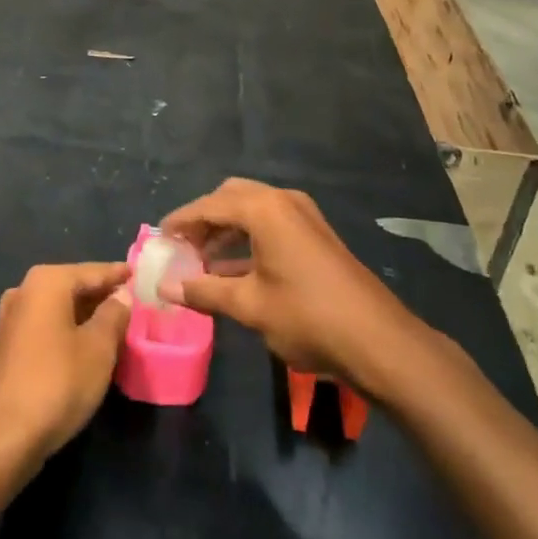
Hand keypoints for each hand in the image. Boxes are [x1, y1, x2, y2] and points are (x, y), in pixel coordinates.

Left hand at [0, 262, 131, 467]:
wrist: (3, 436)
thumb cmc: (58, 382)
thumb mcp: (99, 347)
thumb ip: (114, 314)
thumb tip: (121, 294)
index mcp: (47, 282)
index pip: (92, 271)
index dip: (117, 274)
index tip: (138, 274)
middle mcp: (24, 291)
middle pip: (72, 287)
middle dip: (101, 295)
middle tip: (131, 302)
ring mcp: (11, 319)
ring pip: (58, 309)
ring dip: (85, 316)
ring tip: (114, 325)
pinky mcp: (7, 347)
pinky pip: (46, 327)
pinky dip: (68, 331)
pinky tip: (86, 346)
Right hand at [160, 179, 425, 394]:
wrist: (378, 340)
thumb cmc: (307, 316)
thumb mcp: (250, 306)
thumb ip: (204, 292)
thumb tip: (166, 287)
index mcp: (264, 209)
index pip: (209, 205)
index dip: (181, 221)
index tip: (159, 238)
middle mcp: (283, 202)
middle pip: (231, 198)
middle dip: (204, 220)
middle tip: (182, 246)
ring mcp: (303, 217)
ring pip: (252, 211)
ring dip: (225, 231)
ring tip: (200, 262)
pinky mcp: (315, 236)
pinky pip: (270, 226)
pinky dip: (247, 241)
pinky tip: (231, 272)